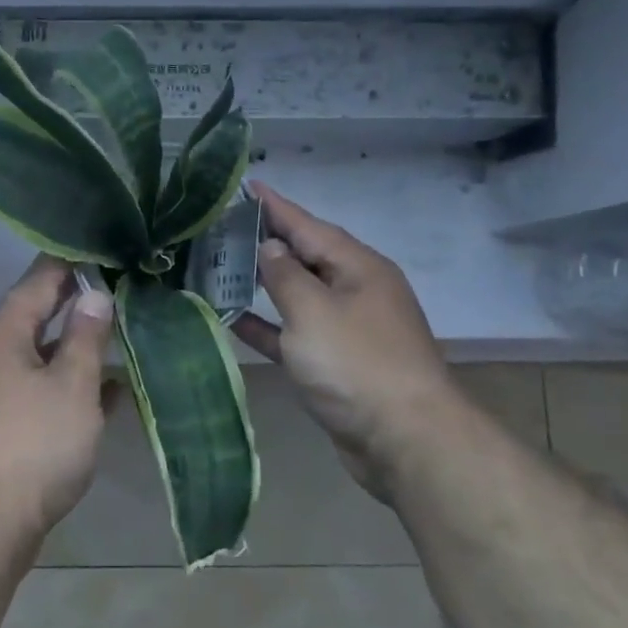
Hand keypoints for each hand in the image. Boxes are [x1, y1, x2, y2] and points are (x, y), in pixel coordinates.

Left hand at [0, 255, 116, 536]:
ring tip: (121, 325)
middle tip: (120, 281)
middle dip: (77, 299)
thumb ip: (86, 337)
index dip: (70, 262)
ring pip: (44, 354)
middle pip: (38, 315)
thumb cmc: (34, 444)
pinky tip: (111, 388)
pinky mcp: (10, 424)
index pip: (37, 281)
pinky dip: (74, 382)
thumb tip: (96, 295)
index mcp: (3, 336)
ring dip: (78, 342)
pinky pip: (46, 388)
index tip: (103, 245)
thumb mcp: (71, 385)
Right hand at [233, 183, 458, 500]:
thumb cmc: (357, 365)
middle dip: (267, 241)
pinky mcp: (337, 365)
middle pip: (305, 256)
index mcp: (358, 268)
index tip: (246, 185)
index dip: (275, 206)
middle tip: (223, 225)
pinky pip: (295, 334)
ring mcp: (348, 329)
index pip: (308, 225)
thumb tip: (271, 247)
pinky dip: (268, 326)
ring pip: (298, 295)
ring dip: (263, 283)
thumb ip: (286, 275)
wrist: (406, 442)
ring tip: (221, 265)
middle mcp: (356, 291)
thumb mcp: (314, 311)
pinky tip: (233, 318)